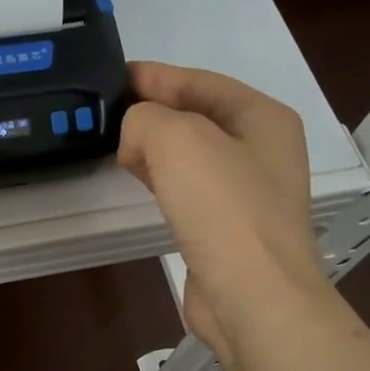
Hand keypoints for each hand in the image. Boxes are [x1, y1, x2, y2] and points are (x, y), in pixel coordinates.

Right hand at [118, 61, 326, 369]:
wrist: (253, 295)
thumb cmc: (223, 207)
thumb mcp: (177, 138)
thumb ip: (145, 118)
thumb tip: (135, 138)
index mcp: (262, 117)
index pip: (200, 81)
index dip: (155, 75)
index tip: (113, 75)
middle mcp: (261, 148)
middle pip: (196, 115)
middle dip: (153, 109)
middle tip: (107, 110)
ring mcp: (247, 189)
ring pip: (191, 152)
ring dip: (154, 145)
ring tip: (115, 143)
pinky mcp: (228, 225)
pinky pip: (188, 185)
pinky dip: (161, 176)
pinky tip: (138, 178)